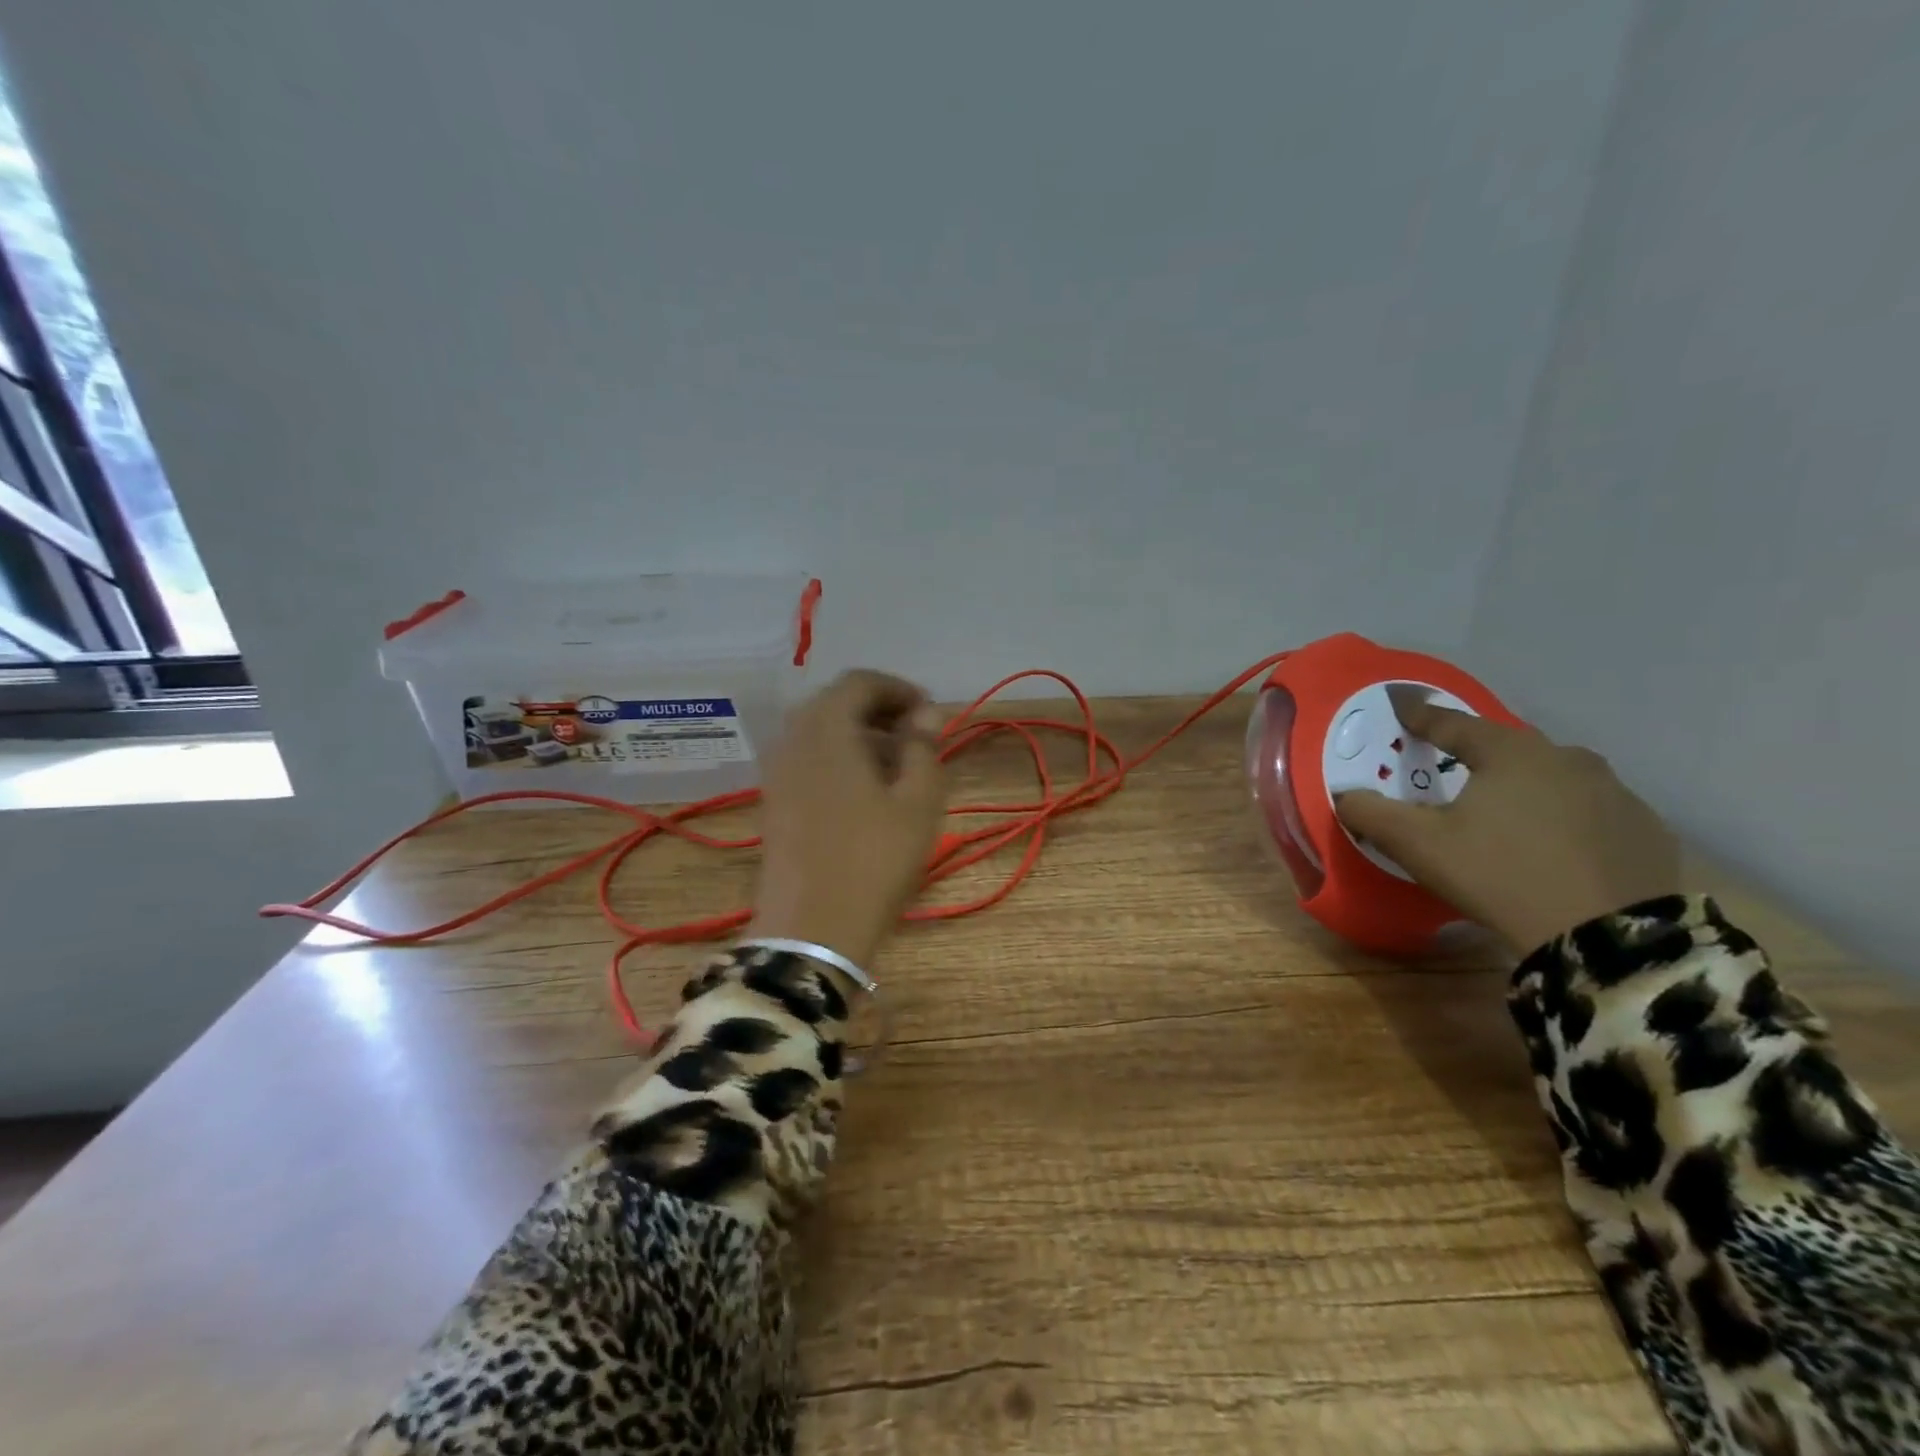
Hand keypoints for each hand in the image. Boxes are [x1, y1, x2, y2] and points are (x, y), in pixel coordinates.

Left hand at [749, 669, 947, 970]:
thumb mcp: (917, 802)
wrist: (811, 929)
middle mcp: (793, 739)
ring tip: (896, 766)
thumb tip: (925, 714)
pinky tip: (865, 791)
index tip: (930, 713)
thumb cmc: (874, 860)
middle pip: (835, 703)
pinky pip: (807, 759)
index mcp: (827, 729)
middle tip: (916, 737)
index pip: (859, 682)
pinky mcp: (773, 801)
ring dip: (858, 736)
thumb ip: (923, 748)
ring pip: (819, 732)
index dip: (898, 689)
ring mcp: (777, 772)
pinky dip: (838, 758)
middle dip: (878, 710)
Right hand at [1335, 690, 1681, 952]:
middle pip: (1509, 747)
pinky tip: (1555, 844)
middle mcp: (1567, 759)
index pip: (1454, 724)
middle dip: (1478, 752)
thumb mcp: (1418, 845)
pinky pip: (1592, 812)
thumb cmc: (1499, 874)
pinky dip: (1566, 818)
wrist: (1606, 937)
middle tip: (1454, 765)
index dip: (1422, 716)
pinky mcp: (1645, 831)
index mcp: (1510, 753)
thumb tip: (1344, 795)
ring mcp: (1616, 794)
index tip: (1402, 708)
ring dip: (1526, 785)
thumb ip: (1372, 813)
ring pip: (1555, 778)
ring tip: (1506, 811)